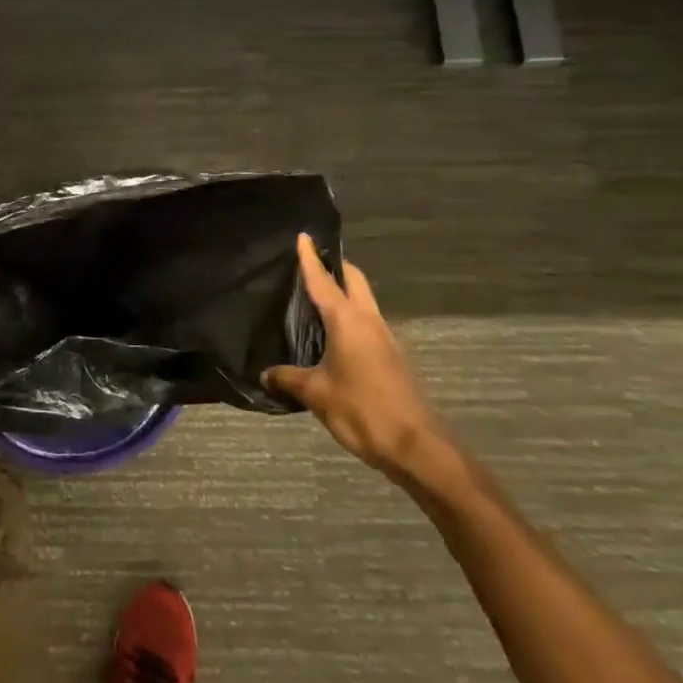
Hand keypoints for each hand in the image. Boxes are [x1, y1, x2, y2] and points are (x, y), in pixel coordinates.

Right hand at [263, 237, 441, 476]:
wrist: (417, 447)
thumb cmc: (362, 410)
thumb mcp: (316, 394)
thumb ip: (289, 378)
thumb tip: (266, 373)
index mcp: (348, 322)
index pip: (323, 281)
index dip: (310, 259)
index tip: (303, 235)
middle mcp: (369, 322)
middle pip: (355, 282)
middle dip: (336, 268)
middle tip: (311, 264)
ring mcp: (385, 340)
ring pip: (364, 303)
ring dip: (345, 294)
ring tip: (316, 299)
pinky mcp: (392, 359)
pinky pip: (368, 325)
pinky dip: (350, 319)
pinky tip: (333, 336)